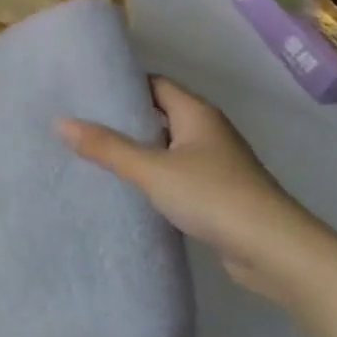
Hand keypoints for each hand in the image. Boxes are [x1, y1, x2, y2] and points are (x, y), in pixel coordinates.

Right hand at [60, 78, 329, 304]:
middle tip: (80, 120)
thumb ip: (106, 147)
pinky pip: (175, 173)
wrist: (277, 253)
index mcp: (196, 113)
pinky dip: (152, 175)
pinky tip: (126, 186)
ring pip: (166, 146)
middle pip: (159, 113)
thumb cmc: (214, 196)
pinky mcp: (217, 194)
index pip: (154, 84)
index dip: (122, 84)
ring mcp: (215, 164)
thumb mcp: (151, 169)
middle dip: (123, 117)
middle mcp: (207, 131)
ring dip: (137, 148)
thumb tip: (60, 122)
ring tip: (93, 151)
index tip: (85, 89)